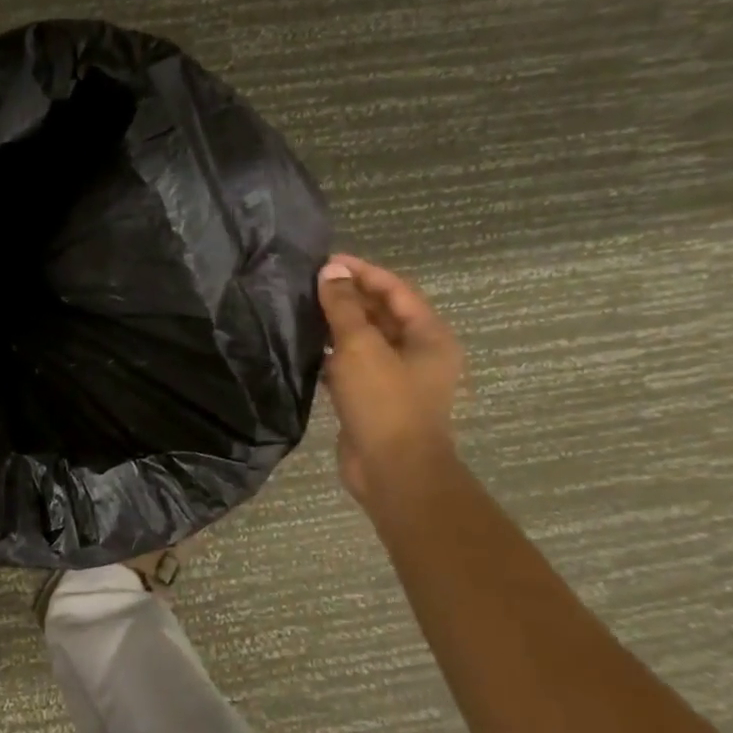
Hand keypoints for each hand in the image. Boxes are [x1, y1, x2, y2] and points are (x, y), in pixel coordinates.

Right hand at [317, 254, 463, 501]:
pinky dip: (334, 354)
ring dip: (338, 325)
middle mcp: (419, 353)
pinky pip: (354, 366)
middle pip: (382, 313)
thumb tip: (330, 271)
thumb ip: (343, 307)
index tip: (326, 261)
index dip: (362, 272)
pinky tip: (307, 348)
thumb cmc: (384, 402)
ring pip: (366, 340)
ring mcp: (397, 378)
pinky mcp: (375, 399)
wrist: (392, 471)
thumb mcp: (361, 347)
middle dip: (349, 297)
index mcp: (429, 336)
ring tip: (303, 310)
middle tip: (309, 284)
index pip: (396, 290)